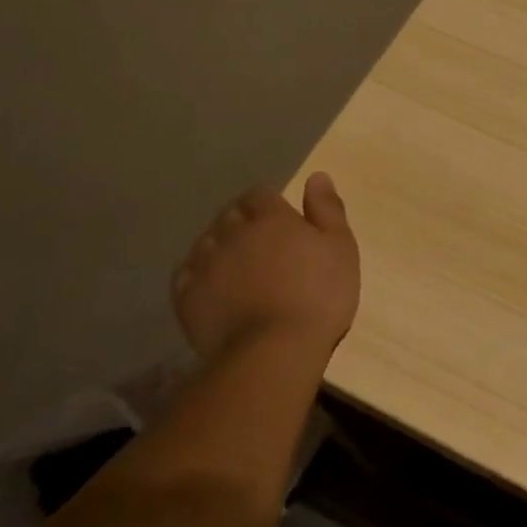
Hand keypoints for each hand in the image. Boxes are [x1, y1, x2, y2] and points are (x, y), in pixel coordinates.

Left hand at [172, 173, 359, 358]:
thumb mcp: (340, 249)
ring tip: (236, 266)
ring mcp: (205, 263)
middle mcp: (233, 232)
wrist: (274, 350)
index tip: (280, 221)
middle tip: (261, 244)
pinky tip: (212, 287)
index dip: (269, 204)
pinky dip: (198, 274)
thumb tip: (316, 176)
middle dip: (242, 221)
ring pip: (207, 241)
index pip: (261, 194)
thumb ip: (328, 210)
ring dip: (219, 246)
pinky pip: (186, 274)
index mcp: (271, 218)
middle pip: (231, 214)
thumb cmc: (319, 296)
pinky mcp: (186, 295)